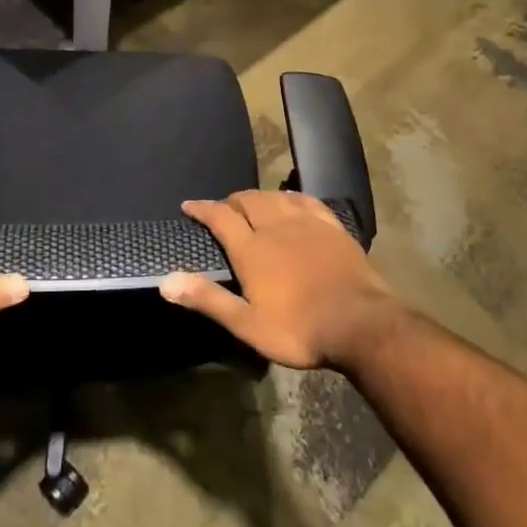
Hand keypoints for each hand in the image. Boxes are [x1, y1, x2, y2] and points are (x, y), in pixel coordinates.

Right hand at [165, 191, 402, 370]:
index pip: (220, 217)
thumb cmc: (299, 329)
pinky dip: (291, 196)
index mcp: (252, 249)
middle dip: (231, 201)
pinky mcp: (332, 227)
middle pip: (248, 201)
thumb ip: (208, 299)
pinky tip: (290, 201)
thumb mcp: (247, 324)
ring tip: (251, 204)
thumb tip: (166, 281)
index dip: (202, 209)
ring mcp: (306, 223)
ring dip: (258, 197)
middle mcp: (275, 226)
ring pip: (275, 197)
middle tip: (223, 209)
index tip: (189, 205)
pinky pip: (306, 201)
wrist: (360, 324)